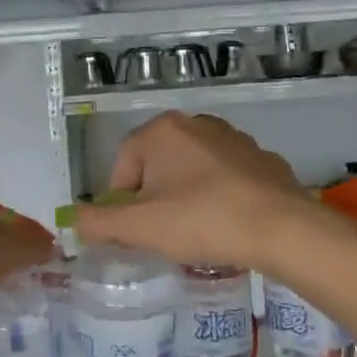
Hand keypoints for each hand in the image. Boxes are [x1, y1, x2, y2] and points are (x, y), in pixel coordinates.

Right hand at [74, 112, 331, 270]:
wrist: (282, 228)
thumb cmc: (201, 221)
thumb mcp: (139, 228)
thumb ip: (98, 222)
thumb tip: (75, 218)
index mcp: (163, 131)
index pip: (122, 164)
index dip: (121, 201)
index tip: (135, 231)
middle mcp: (197, 123)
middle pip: (157, 165)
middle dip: (154, 198)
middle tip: (162, 233)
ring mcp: (234, 138)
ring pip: (193, 170)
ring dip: (186, 196)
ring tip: (195, 232)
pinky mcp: (263, 158)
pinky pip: (226, 178)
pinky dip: (220, 197)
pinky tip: (227, 224)